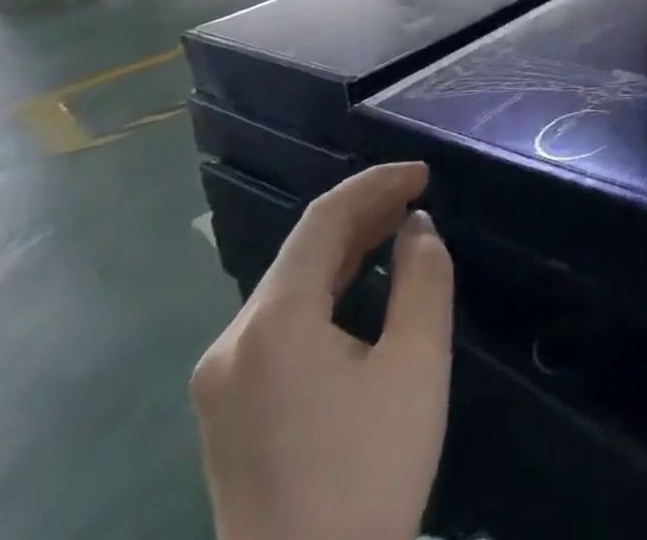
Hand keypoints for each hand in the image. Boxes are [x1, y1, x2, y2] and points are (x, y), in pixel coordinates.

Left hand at [191, 164, 452, 539]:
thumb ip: (423, 277)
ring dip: (346, 249)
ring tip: (398, 226)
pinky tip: (360, 285)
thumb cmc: (368, 472)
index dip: (376, 185)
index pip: (323, 220)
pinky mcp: (228, 411)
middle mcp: (233, 342)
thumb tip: (415, 229)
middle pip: (301, 250)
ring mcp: (222, 381)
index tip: (424, 173)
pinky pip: (280, 322)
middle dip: (363, 213)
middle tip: (419, 195)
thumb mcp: (417, 362)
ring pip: (290, 285)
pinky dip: (325, 289)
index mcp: (272, 324)